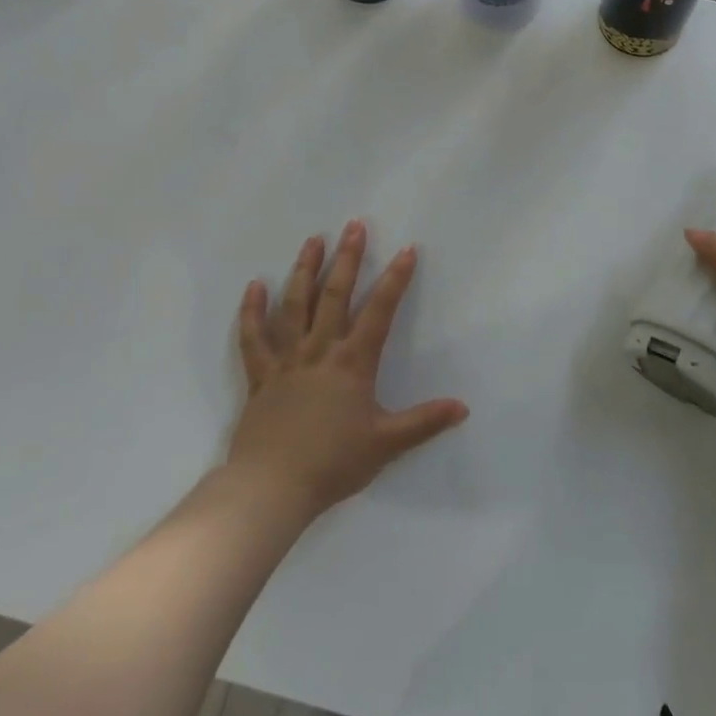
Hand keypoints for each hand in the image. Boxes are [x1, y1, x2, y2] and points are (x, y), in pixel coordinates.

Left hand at [226, 221, 467, 518]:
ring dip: (304, 271)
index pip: (380, 311)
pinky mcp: (260, 377)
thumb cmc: (333, 463)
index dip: (395, 279)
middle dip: (347, 259)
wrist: (271, 488)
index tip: (407, 250)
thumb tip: (463, 407)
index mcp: (353, 363)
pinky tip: (254, 286)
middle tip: (354, 226)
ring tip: (312, 241)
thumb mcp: (386, 444)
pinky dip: (252, 311)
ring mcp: (287, 361)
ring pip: (295, 306)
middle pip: (335, 296)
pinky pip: (253, 339)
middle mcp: (320, 351)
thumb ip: (424, 422)